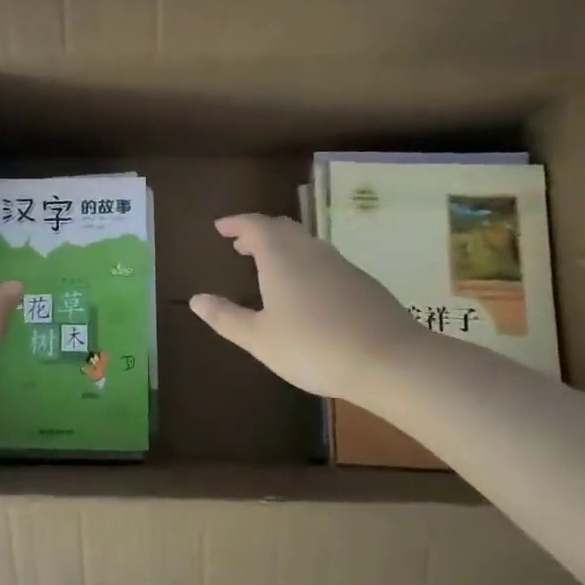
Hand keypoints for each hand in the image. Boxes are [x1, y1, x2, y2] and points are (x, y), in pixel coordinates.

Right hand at [189, 213, 424, 399]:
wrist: (389, 360)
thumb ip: (226, 318)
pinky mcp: (362, 282)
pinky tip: (306, 290)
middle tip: (241, 244)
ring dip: (283, 247)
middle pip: (282, 229)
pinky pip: (324, 260)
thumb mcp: (260, 339)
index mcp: (281, 257)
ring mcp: (341, 264)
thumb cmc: (313, 347)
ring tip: (269, 265)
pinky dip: (305, 263)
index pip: (254, 226)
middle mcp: (310, 251)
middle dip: (258, 232)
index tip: (220, 227)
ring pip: (306, 243)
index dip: (235, 223)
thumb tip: (196, 300)